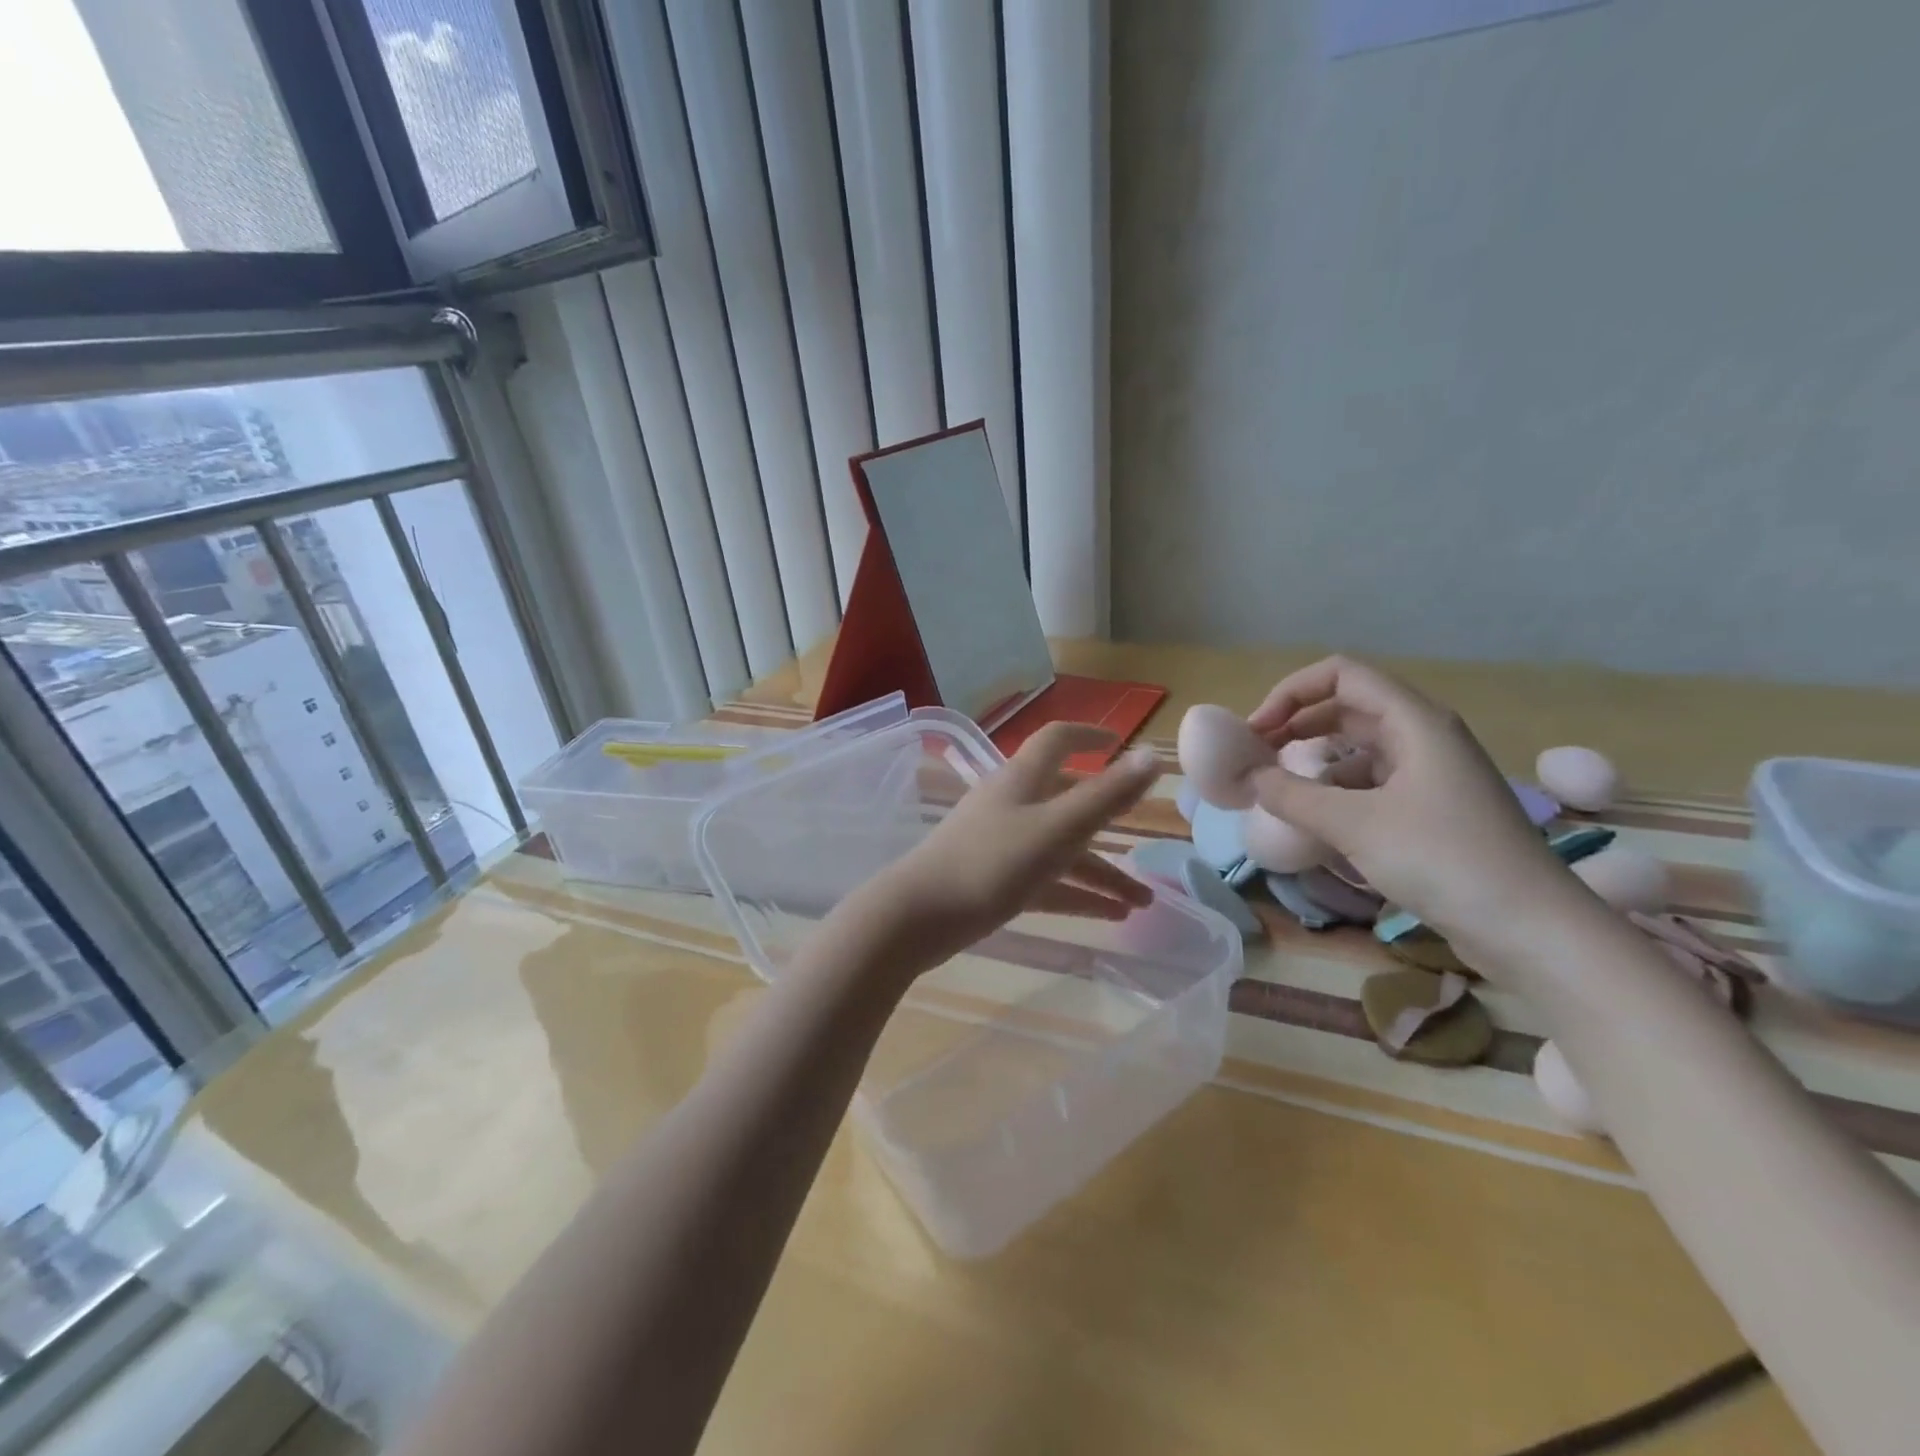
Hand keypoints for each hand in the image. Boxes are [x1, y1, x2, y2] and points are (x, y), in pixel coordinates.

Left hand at [851, 724, 1162, 979]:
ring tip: (1142, 904)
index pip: (1057, 740)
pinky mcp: (993, 880)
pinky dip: (1076, 895)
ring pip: (1060, 850)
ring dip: (1101, 873)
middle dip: (1109, 826)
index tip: (1120, 744)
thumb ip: (1106, 795)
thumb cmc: (991, 863)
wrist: (919, 916)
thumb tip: (1152, 756)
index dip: (1089, 737)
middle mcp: (1012, 804)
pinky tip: (1110, 916)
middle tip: (1147, 846)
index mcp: (1023, 780)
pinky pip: (1045, 881)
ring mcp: (1000, 843)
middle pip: (1068, 804)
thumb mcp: (1057, 828)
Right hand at [1246, 656, 1571, 946]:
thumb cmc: (1444, 860)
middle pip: (1347, 707)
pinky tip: (1316, 821)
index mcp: (1414, 721)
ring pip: (1359, 748)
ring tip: (1278, 790)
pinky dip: (1336, 792)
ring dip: (1314, 761)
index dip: (1290, 693)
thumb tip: (1248, 777)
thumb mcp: (1355, 825)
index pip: (1341, 675)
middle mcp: (1424, 736)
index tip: (1256, 731)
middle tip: (1256, 757)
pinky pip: (1372, 783)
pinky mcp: (1432, 810)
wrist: (1533, 929)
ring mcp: (1431, 774)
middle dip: (1296, 724)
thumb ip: (1291, 795)